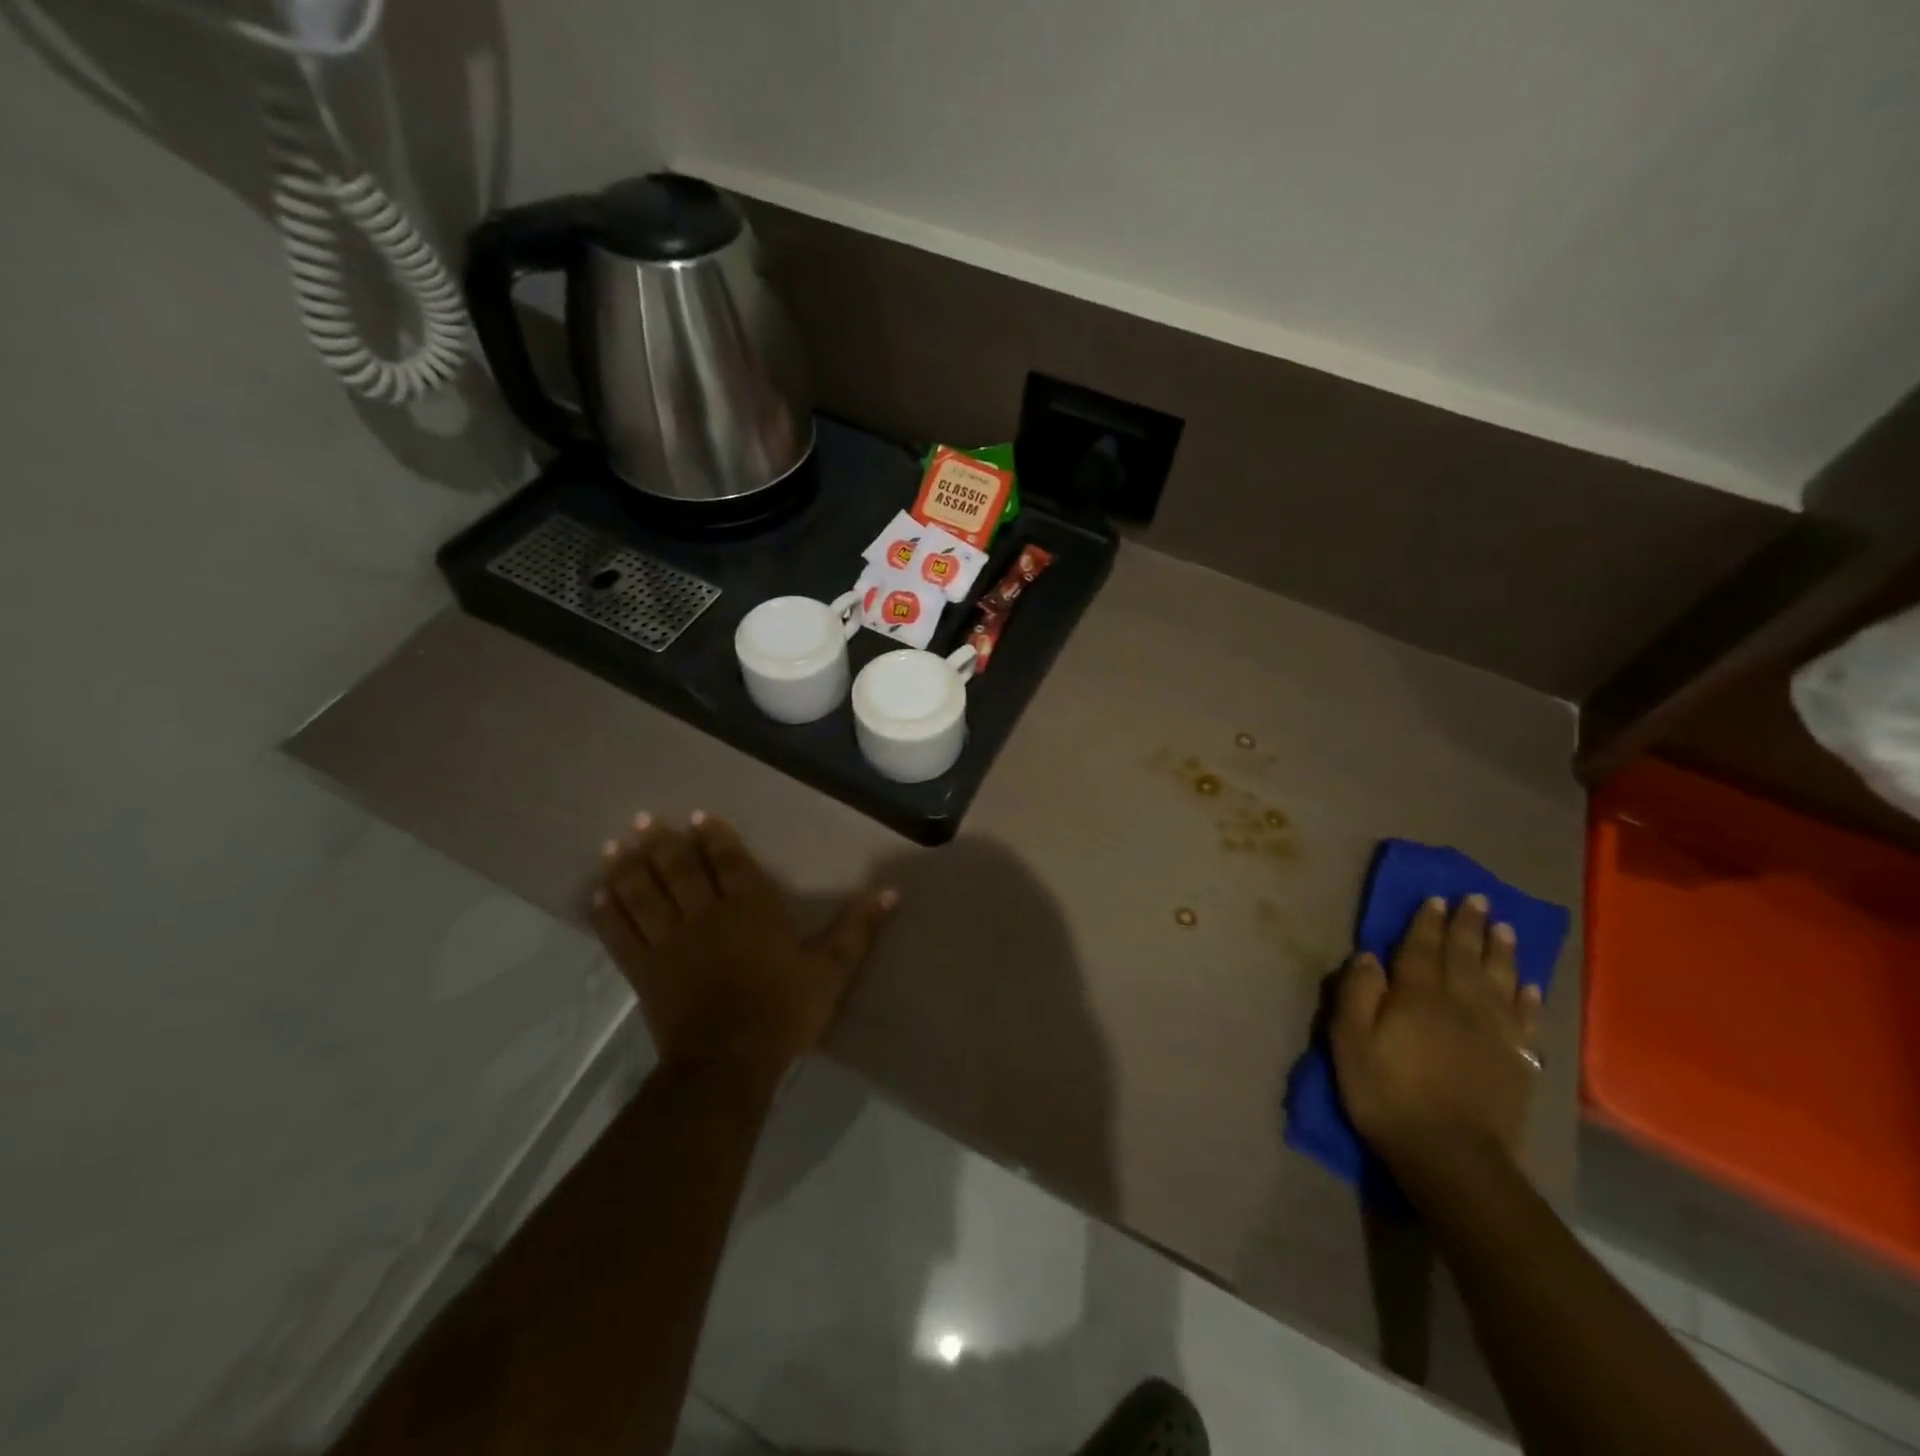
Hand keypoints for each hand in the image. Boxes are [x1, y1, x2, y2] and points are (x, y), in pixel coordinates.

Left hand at [591, 812, 896, 1080]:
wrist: (730, 1062)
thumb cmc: (784, 1011)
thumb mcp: (832, 969)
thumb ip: (858, 927)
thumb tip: (891, 891)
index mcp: (750, 908)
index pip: (728, 861)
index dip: (714, 836)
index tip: (698, 816)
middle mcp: (706, 914)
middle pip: (678, 868)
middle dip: (661, 841)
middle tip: (644, 819)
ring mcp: (670, 941)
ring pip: (644, 894)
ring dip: (628, 867)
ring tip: (615, 845)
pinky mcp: (644, 970)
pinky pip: (620, 935)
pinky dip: (607, 913)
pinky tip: (598, 895)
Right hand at [1329, 895, 1542, 1182]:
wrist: (1452, 1157)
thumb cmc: (1388, 1095)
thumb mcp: (1349, 1042)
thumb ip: (1357, 994)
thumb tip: (1369, 957)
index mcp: (1417, 997)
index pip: (1421, 949)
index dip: (1427, 922)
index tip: (1436, 898)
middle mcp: (1460, 1004)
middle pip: (1464, 956)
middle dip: (1468, 926)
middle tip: (1477, 898)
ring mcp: (1494, 1033)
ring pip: (1499, 981)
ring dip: (1500, 952)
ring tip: (1504, 928)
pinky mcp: (1517, 1062)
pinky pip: (1524, 1020)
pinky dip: (1527, 998)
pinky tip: (1528, 985)